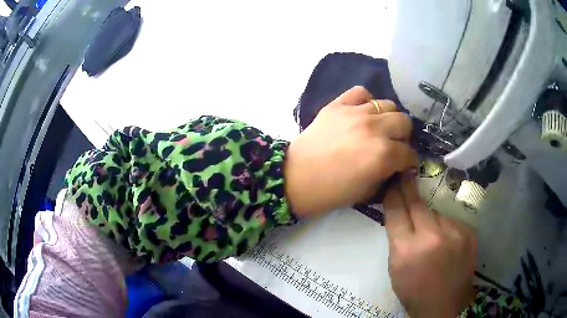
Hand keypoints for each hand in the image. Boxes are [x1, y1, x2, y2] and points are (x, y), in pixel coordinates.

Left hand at [284, 86, 417, 216]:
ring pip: (388, 104)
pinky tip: (362, 113)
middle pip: (404, 122)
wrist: (295, 178)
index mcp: (383, 155)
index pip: (409, 153)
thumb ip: (387, 174)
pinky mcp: (337, 105)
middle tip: (395, 145)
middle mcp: (374, 129)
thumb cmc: (331, 192)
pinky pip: (360, 92)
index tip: (405, 164)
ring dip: (389, 119)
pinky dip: (366, 101)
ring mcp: (355, 113)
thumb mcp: (367, 192)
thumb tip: (398, 165)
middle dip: (403, 137)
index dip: (410, 161)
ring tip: (380, 128)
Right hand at [383, 174, 476, 317]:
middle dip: (409, 188)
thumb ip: (397, 238)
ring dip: (431, 219)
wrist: (443, 304)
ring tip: (432, 237)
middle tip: (406, 175)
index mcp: (406, 249)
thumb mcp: (395, 267)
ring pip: (436, 213)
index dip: (393, 193)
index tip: (393, 180)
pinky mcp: (469, 233)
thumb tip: (401, 211)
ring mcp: (454, 233)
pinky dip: (446, 228)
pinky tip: (447, 243)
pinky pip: (451, 221)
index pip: (396, 211)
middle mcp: (431, 237)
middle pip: (417, 204)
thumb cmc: (413, 289)